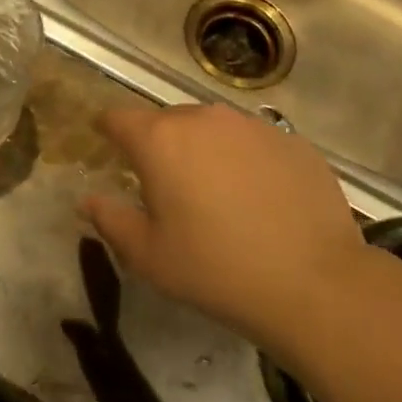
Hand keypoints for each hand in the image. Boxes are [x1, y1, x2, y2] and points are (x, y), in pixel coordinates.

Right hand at [81, 104, 365, 350]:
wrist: (314, 284)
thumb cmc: (216, 270)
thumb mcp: (149, 256)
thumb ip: (111, 221)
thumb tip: (87, 201)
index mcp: (160, 140)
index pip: (118, 118)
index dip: (108, 130)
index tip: (107, 145)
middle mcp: (203, 118)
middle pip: (167, 121)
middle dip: (160, 145)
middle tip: (167, 186)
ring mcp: (252, 125)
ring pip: (213, 128)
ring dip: (204, 150)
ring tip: (216, 192)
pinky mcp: (292, 140)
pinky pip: (254, 142)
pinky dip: (246, 160)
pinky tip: (260, 198)